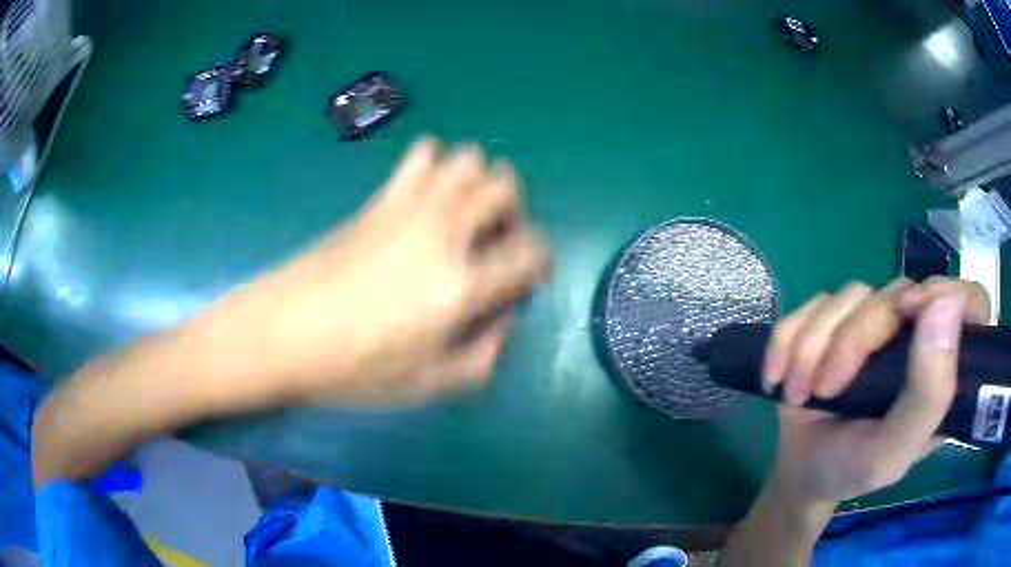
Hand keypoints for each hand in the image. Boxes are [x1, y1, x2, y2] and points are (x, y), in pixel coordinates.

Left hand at [200, 137, 548, 405]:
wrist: (285, 333)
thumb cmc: (353, 368)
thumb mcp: (428, 386)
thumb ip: (482, 357)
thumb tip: (502, 321)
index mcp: (461, 286)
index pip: (531, 250)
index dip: (541, 260)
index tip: (528, 276)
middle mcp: (444, 233)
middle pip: (505, 186)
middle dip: (514, 209)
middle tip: (495, 239)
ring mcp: (409, 208)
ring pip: (468, 158)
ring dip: (478, 181)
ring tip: (463, 213)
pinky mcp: (379, 199)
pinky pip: (421, 155)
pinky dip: (435, 164)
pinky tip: (426, 195)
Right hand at [761, 277, 990, 504]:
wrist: (798, 472)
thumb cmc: (851, 469)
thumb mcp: (893, 450)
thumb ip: (929, 394)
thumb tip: (947, 304)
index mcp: (942, 368)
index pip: (970, 303)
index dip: (947, 293)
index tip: (910, 315)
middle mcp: (915, 336)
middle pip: (897, 293)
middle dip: (854, 339)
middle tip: (826, 388)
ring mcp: (876, 324)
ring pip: (851, 295)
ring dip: (814, 345)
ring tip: (797, 392)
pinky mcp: (838, 319)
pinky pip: (813, 303)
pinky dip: (788, 338)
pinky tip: (778, 375)